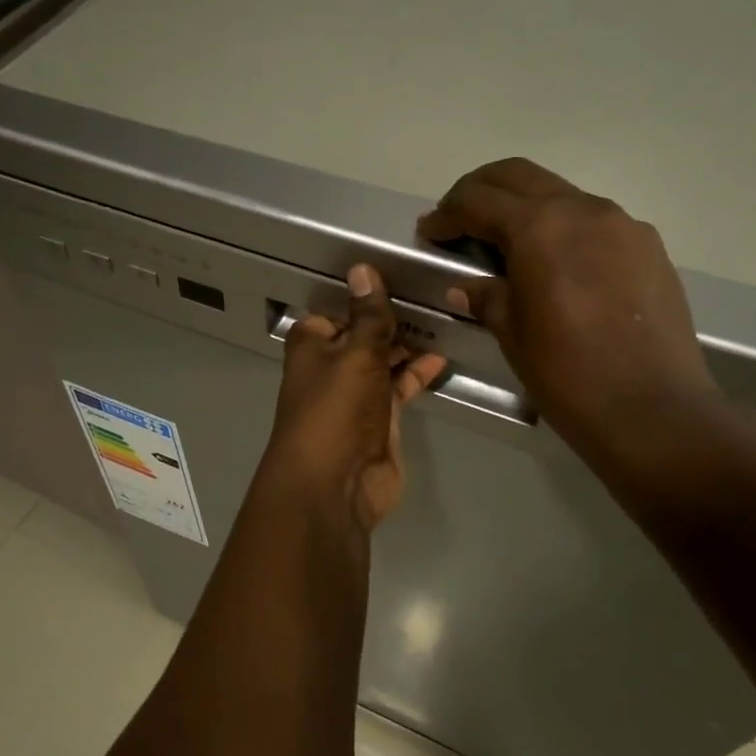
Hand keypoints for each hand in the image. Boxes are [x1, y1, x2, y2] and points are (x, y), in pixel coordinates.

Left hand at [260, 265, 447, 530]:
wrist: (335, 485)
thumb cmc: (335, 411)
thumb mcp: (355, 354)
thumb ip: (368, 316)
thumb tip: (363, 269)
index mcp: (311, 347)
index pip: (335, 312)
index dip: (361, 298)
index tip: (396, 278)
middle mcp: (330, 369)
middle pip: (362, 336)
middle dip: (390, 321)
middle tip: (431, 296)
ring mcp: (355, 397)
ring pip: (383, 362)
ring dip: (407, 346)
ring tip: (443, 321)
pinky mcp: (379, 421)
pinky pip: (399, 388)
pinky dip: (417, 374)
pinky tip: (441, 358)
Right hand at [416, 158, 718, 451]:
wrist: (652, 409)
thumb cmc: (567, 372)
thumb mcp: (512, 332)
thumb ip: (486, 296)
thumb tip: (464, 287)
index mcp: (541, 226)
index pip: (479, 199)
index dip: (446, 214)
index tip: (428, 233)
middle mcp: (584, 209)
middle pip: (519, 176)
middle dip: (481, 191)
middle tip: (458, 222)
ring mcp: (623, 224)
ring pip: (560, 195)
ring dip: (524, 208)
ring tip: (505, 246)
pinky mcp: (648, 247)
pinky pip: (593, 222)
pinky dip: (562, 230)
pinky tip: (555, 267)